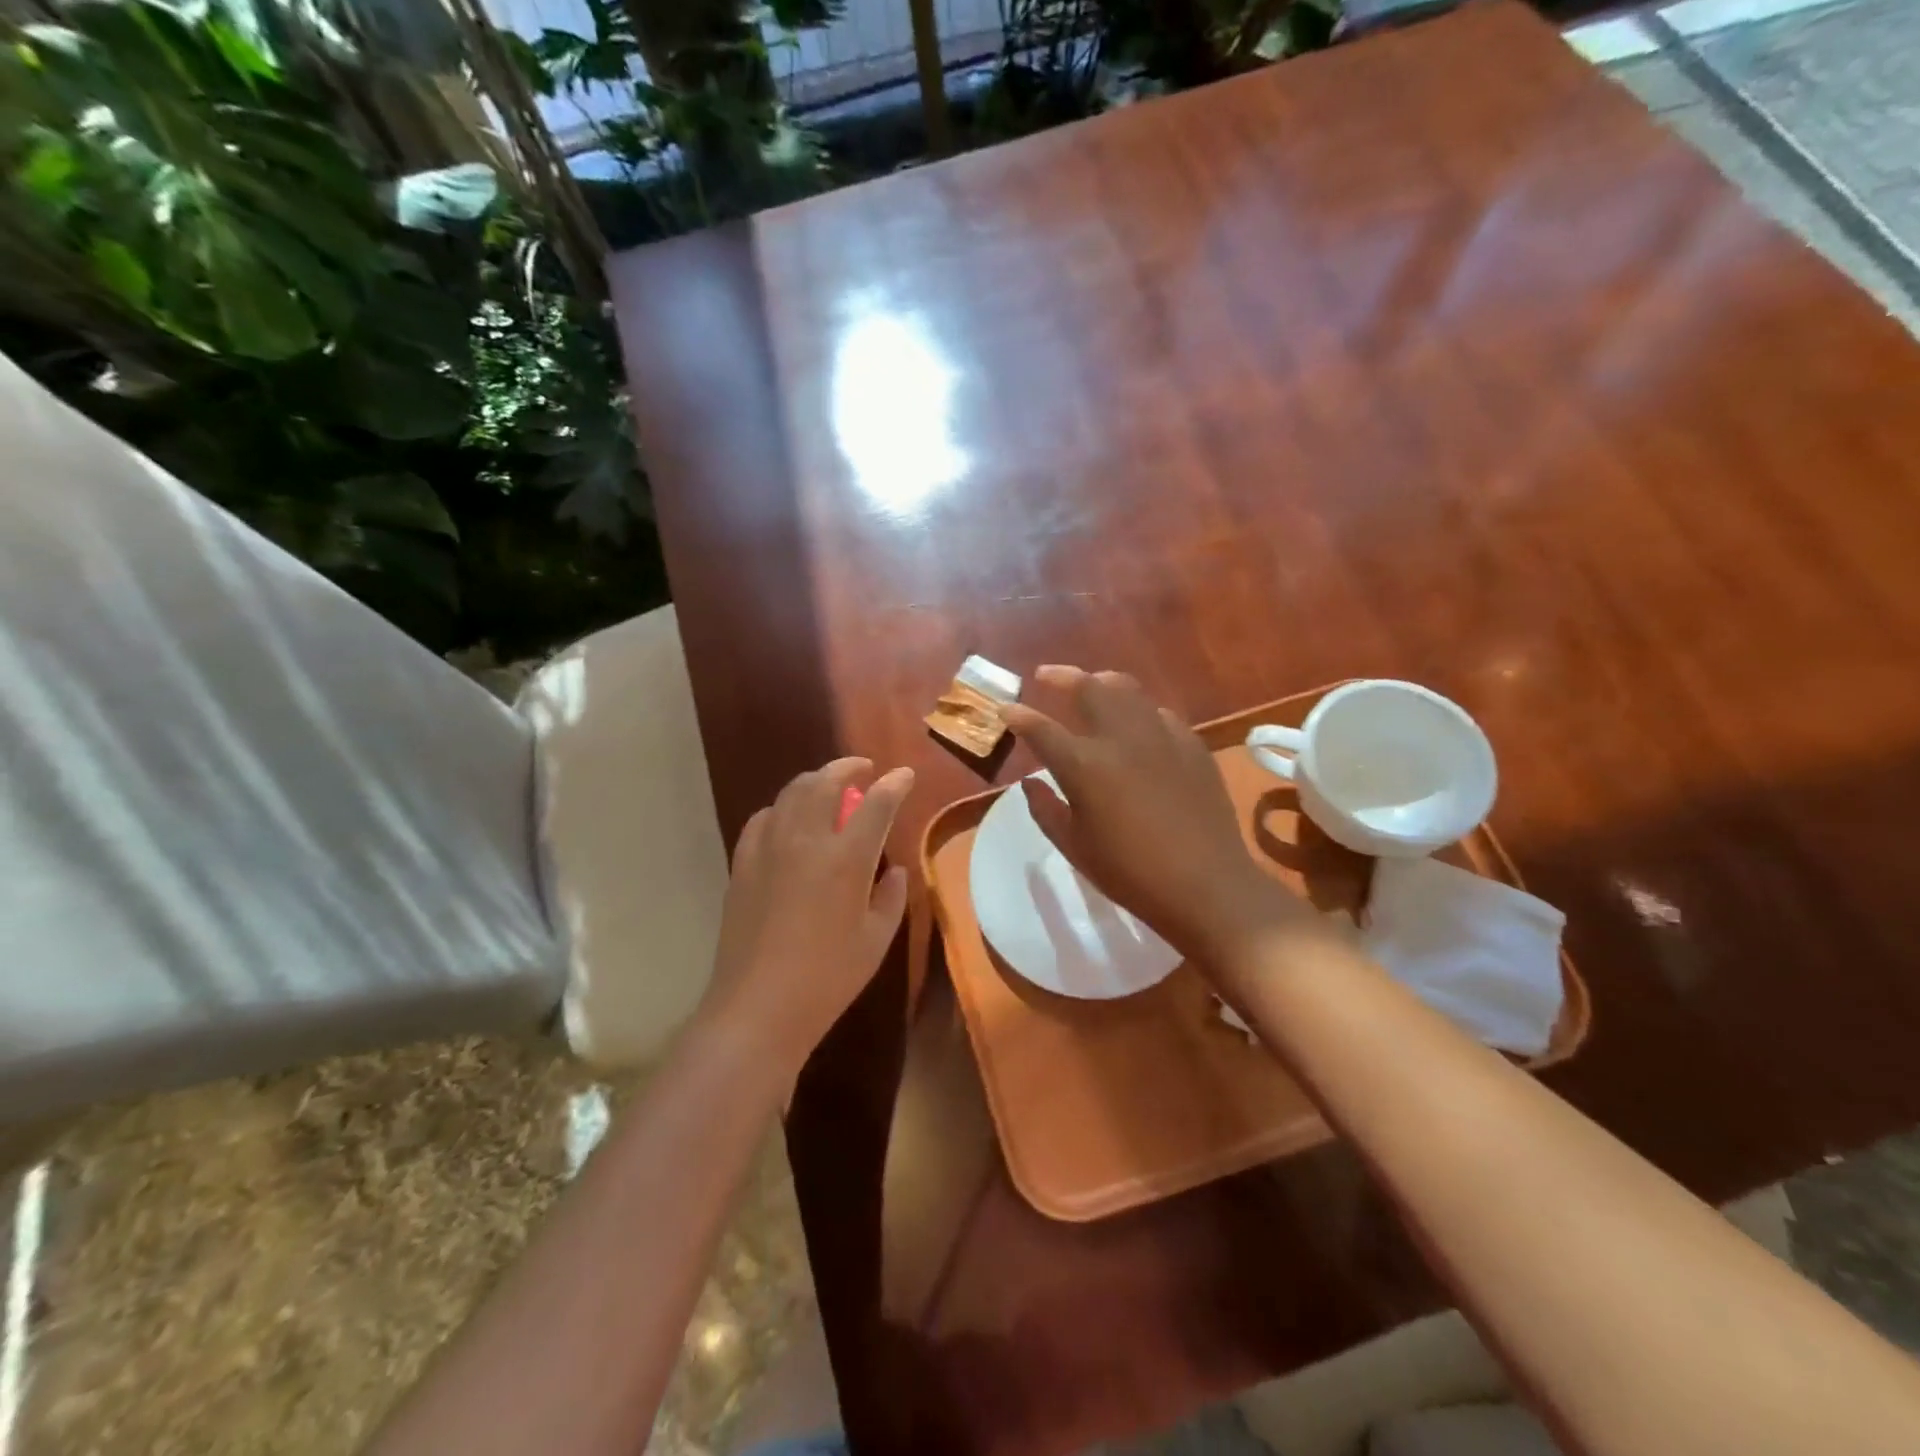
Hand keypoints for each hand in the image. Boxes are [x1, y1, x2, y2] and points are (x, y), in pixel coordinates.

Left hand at [698, 757, 913, 1079]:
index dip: (894, 784)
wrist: (759, 1006)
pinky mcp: (743, 864)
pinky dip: (782, 808)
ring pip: (791, 793)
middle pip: (825, 782)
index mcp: (846, 859)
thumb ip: (891, 897)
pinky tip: (788, 820)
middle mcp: (806, 841)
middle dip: (847, 766)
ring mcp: (768, 849)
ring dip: (814, 781)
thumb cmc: (828, 977)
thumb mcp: (876, 940)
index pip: (876, 804)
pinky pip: (763, 819)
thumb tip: (894, 871)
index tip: (904, 774)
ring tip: (827, 787)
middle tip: (863, 768)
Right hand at [1003, 666, 1309, 968]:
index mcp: (1084, 765)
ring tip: (1092, 685)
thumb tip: (1029, 781)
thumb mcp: (1075, 847)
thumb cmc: (1130, 873)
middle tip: (1046, 676)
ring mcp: (1160, 736)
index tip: (1006, 708)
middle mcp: (1120, 737)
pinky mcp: (1191, 745)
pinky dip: (1140, 710)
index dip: (1018, 716)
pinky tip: (1138, 724)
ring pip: (1127, 690)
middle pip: (1087, 687)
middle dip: (1061, 676)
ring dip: (1101, 682)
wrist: (1206, 885)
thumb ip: (1045, 809)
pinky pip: (1159, 713)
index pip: (1040, 728)